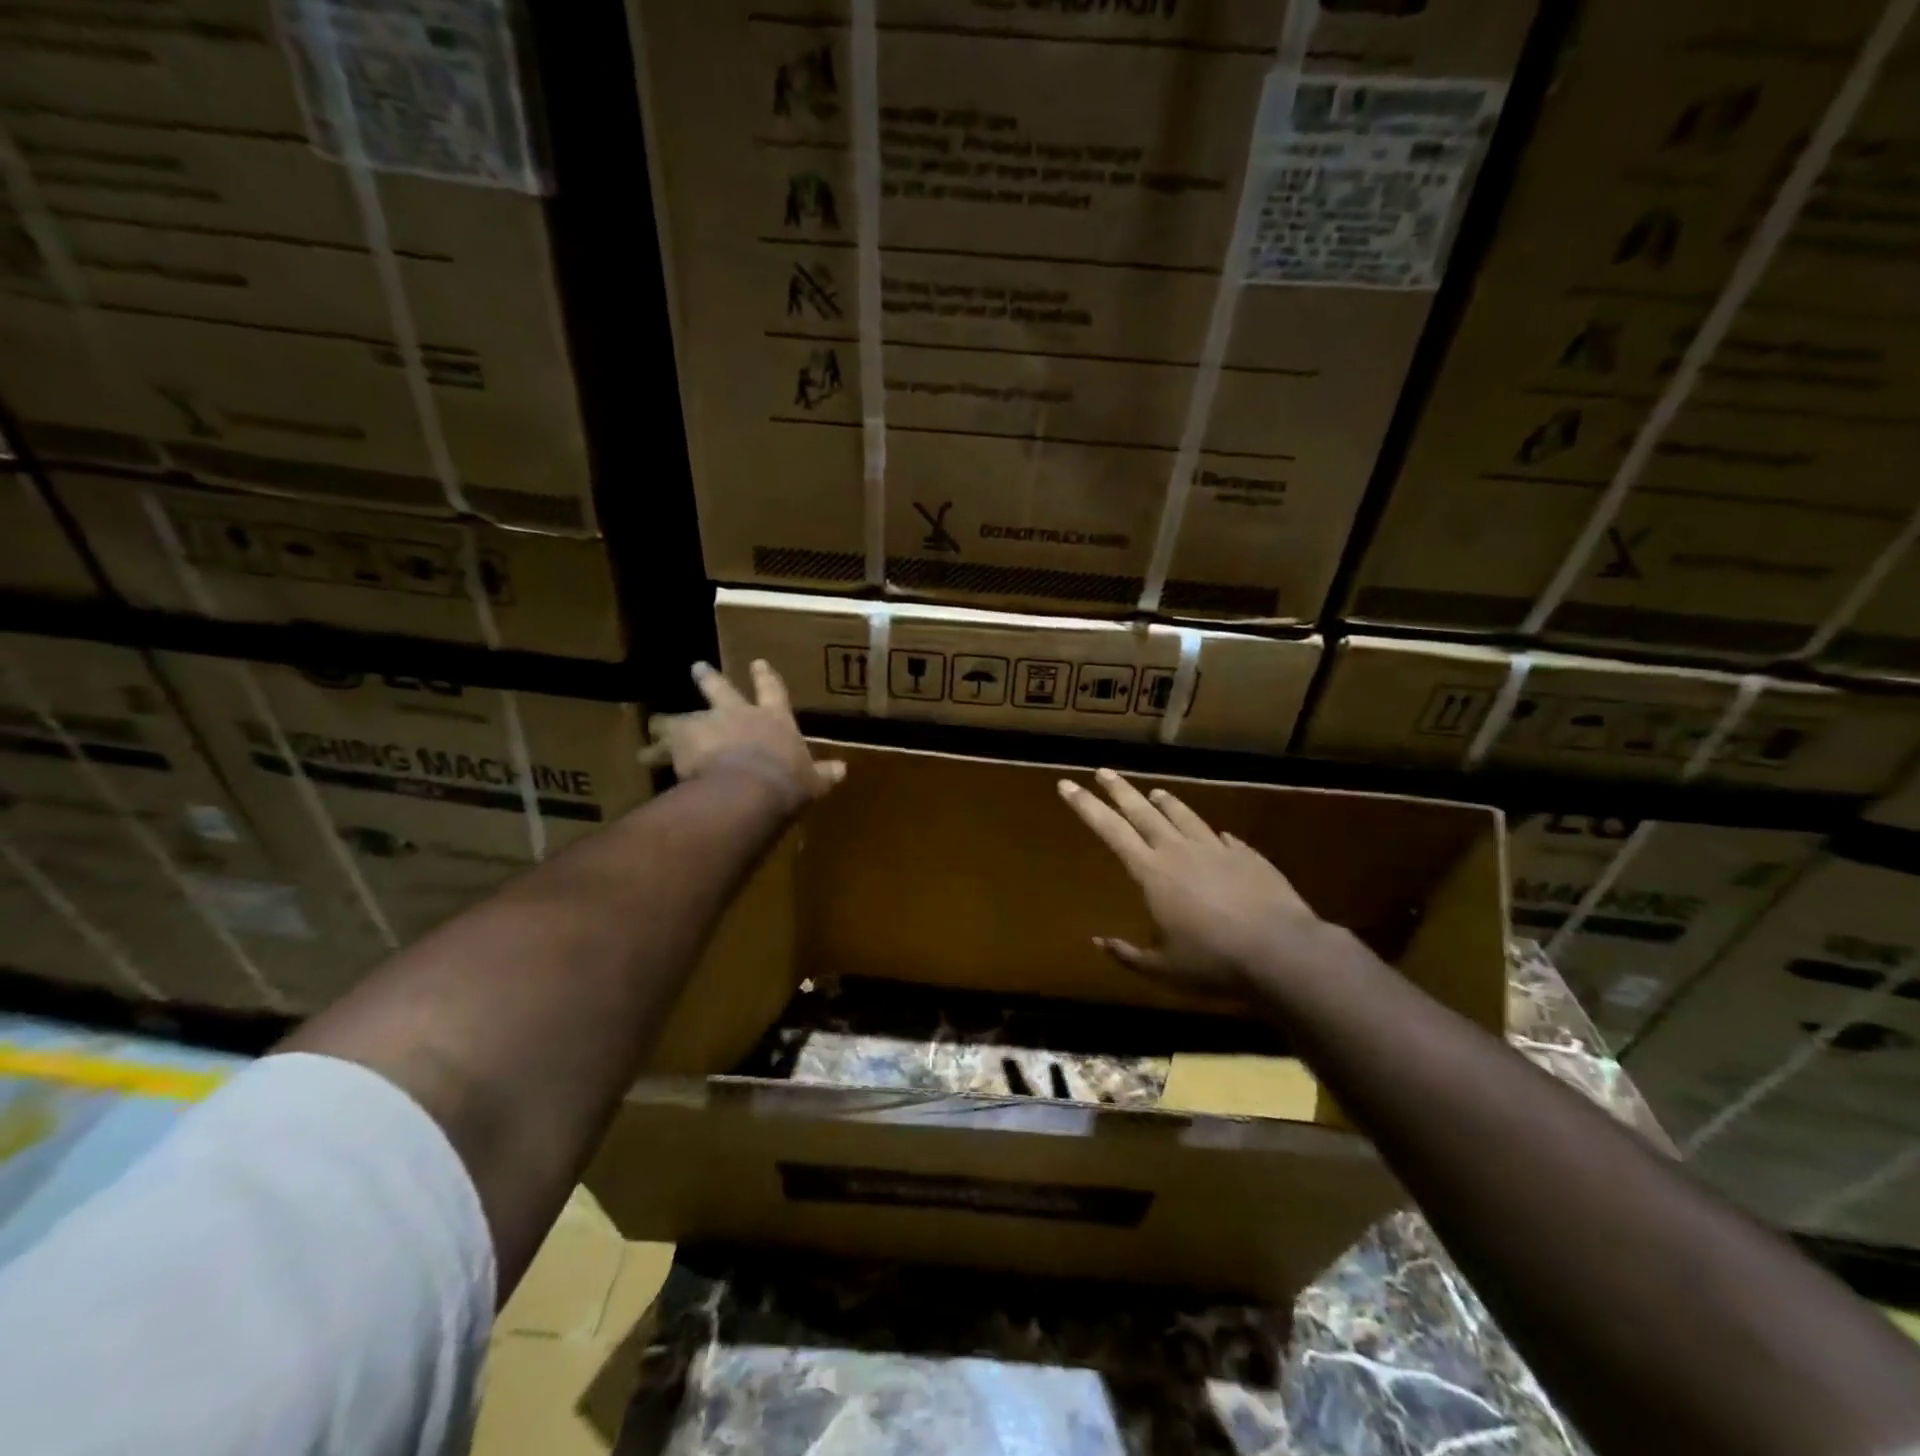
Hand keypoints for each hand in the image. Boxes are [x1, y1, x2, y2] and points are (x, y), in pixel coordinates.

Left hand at [643, 660, 845, 812]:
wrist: (747, 789)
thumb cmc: (786, 782)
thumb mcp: (811, 781)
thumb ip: (823, 774)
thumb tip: (843, 770)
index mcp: (773, 719)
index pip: (773, 691)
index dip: (766, 677)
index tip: (758, 663)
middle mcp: (738, 714)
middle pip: (720, 689)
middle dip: (708, 678)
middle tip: (697, 667)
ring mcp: (707, 725)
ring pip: (682, 717)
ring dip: (668, 721)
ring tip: (653, 725)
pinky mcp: (681, 742)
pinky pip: (661, 746)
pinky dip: (652, 752)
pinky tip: (643, 757)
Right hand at [1060, 768, 1322, 995]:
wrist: (1282, 952)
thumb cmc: (1213, 962)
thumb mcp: (1163, 969)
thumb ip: (1128, 955)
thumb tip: (1098, 942)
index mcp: (1152, 872)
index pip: (1110, 830)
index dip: (1086, 806)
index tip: (1067, 785)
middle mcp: (1180, 851)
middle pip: (1143, 811)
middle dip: (1120, 790)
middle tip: (1103, 771)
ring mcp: (1217, 849)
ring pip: (1184, 815)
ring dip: (1166, 802)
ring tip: (1155, 791)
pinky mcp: (1248, 856)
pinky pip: (1223, 838)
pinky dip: (1211, 834)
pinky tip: (1215, 834)